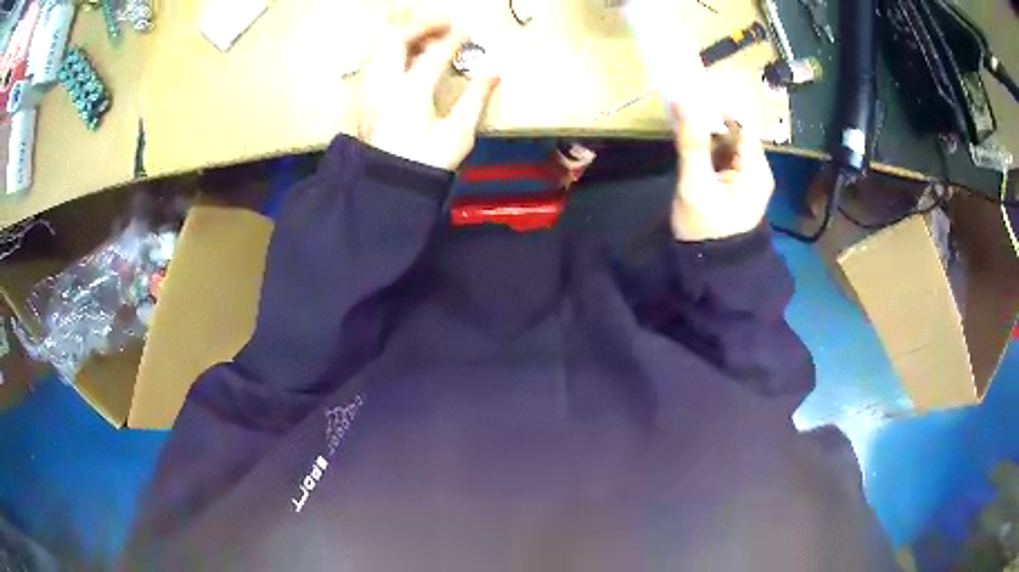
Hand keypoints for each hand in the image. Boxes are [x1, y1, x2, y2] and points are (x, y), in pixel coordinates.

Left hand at [356, 20, 498, 170]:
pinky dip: (391, 48)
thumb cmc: (424, 165)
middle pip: (396, 37)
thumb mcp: (458, 136)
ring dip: (404, 34)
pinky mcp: (363, 95)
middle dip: (422, 25)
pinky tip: (407, 55)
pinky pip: (374, 58)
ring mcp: (369, 88)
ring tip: (427, 36)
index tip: (469, 31)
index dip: (454, 39)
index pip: (435, 53)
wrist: (385, 188)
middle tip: (446, 25)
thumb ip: (476, 100)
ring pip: (379, 45)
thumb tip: (493, 74)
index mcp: (411, 93)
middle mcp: (384, 84)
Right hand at [669, 88, 773, 242]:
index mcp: (756, 170)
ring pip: (726, 141)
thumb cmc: (705, 229)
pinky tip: (689, 141)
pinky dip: (706, 145)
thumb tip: (684, 100)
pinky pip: (721, 154)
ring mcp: (745, 177)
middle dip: (710, 118)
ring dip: (706, 130)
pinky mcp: (733, 183)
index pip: (742, 125)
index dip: (719, 107)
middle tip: (681, 109)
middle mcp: (756, 169)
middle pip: (735, 131)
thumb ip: (691, 143)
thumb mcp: (695, 184)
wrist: (708, 269)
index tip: (692, 96)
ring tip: (681, 122)